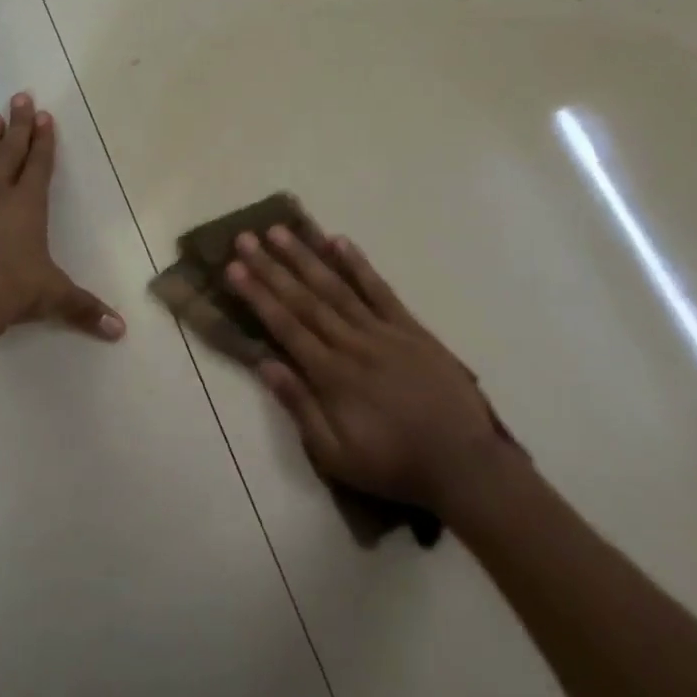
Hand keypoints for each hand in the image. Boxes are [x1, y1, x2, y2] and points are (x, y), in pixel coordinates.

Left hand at [0, 92, 123, 345]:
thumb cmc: (9, 292)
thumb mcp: (53, 298)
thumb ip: (85, 309)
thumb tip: (120, 331)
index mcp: (28, 206)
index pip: (39, 165)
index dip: (44, 140)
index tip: (44, 115)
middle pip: (10, 152)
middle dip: (18, 125)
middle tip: (19, 96)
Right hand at [225, 225, 518, 516]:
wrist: (463, 463)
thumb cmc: (393, 464)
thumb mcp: (336, 455)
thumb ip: (300, 407)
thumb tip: (265, 364)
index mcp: (331, 374)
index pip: (285, 325)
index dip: (257, 295)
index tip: (234, 268)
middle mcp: (352, 343)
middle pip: (305, 298)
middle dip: (271, 267)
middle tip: (246, 238)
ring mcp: (383, 331)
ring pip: (336, 287)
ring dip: (306, 257)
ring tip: (280, 231)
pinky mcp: (411, 329)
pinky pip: (380, 290)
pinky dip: (359, 265)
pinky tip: (340, 242)